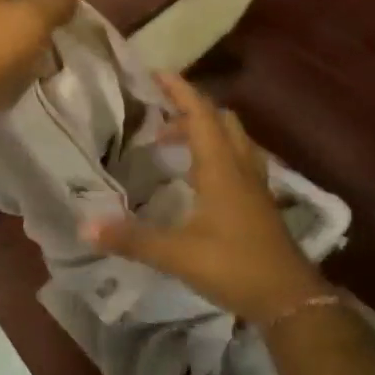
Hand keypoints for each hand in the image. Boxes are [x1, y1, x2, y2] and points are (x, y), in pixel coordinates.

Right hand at [84, 73, 328, 322]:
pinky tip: (200, 179)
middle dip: (191, 111)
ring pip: (234, 141)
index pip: (201, 115)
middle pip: (221, 121)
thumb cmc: (234, 266)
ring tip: (174, 144)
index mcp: (221, 168)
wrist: (290, 300)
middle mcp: (241, 168)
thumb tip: (85, 227)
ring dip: (206, 132)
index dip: (180, 91)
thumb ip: (131, 239)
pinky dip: (218, 155)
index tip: (157, 74)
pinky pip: (239, 162)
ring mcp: (256, 186)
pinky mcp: (261, 204)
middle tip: (160, 116)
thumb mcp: (176, 254)